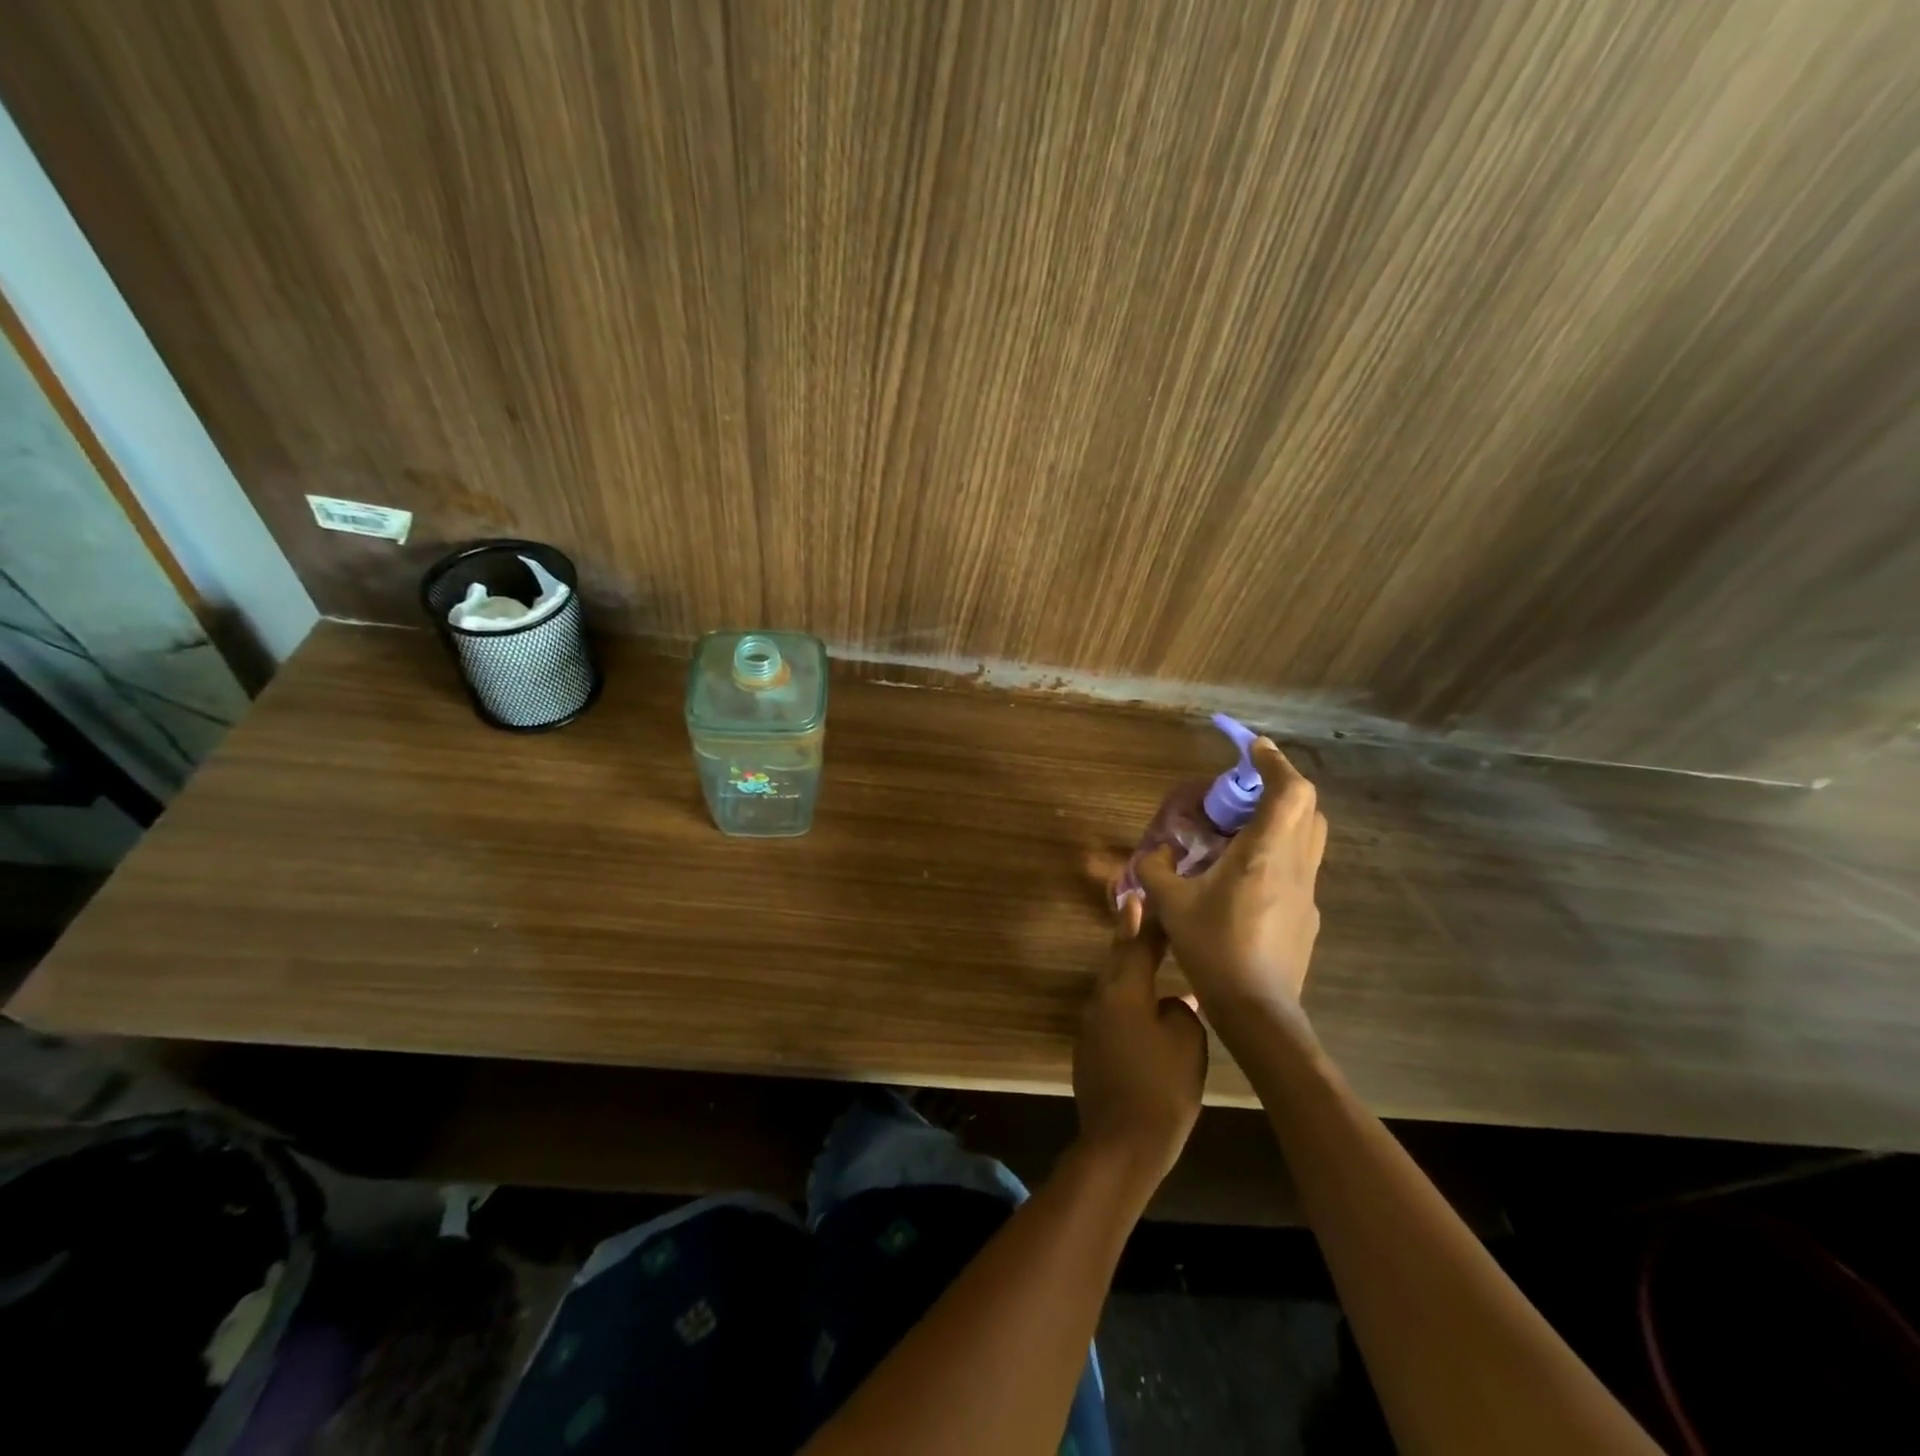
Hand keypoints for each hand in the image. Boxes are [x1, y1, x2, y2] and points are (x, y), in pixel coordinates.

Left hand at [1072, 896, 1207, 1190]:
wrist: (1121, 1144)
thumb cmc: (1161, 1088)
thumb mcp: (1187, 1043)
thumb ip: (1181, 1012)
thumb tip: (1171, 1005)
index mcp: (1124, 992)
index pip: (1138, 947)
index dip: (1148, 923)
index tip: (1148, 896)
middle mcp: (1101, 1001)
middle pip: (1117, 961)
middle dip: (1127, 935)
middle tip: (1132, 907)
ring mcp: (1091, 1028)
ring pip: (1113, 988)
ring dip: (1128, 971)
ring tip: (1145, 957)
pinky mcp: (1090, 1052)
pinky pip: (1112, 1015)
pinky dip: (1128, 1004)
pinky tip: (1144, 1013)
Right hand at [1137, 737, 1326, 1014]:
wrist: (1258, 1011)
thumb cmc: (1214, 948)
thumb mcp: (1171, 905)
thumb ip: (1157, 870)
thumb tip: (1154, 854)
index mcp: (1265, 853)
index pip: (1290, 790)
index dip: (1275, 762)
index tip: (1252, 749)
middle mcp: (1295, 865)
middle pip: (1308, 808)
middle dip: (1281, 787)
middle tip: (1245, 791)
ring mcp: (1308, 892)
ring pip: (1309, 837)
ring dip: (1284, 819)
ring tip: (1244, 829)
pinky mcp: (1307, 916)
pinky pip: (1300, 868)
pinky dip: (1279, 854)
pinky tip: (1245, 879)